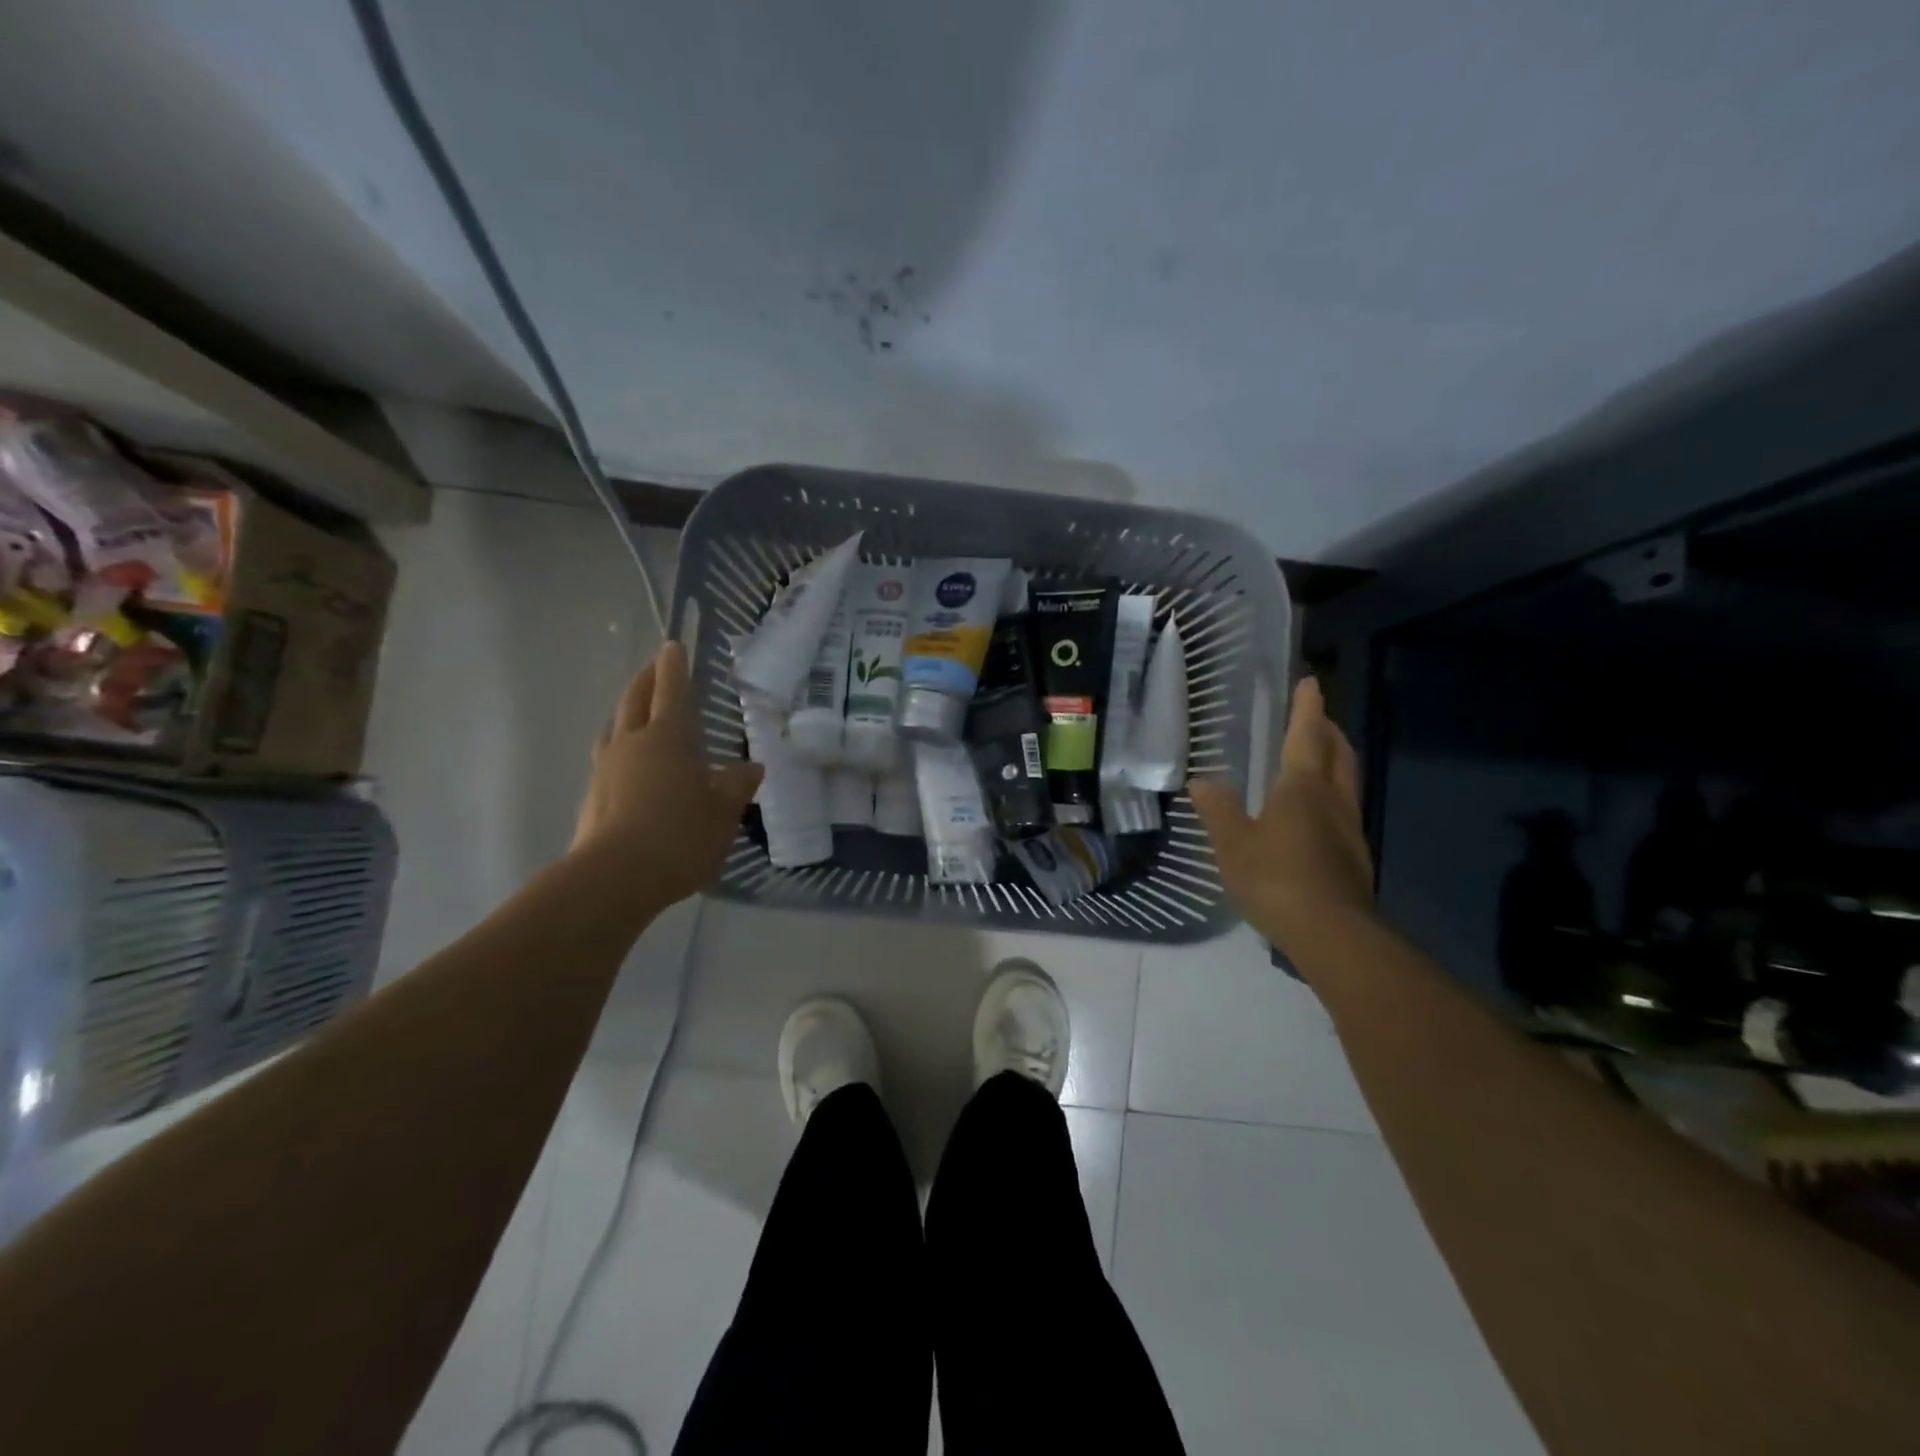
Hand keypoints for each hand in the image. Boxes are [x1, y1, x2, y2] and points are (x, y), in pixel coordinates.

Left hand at [572, 642, 762, 907]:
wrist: (615, 879)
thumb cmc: (679, 834)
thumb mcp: (724, 811)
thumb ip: (737, 785)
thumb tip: (751, 767)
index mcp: (666, 738)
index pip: (671, 690)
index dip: (674, 667)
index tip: (673, 645)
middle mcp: (630, 744)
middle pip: (634, 701)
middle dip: (645, 681)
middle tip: (654, 669)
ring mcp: (605, 770)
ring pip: (614, 729)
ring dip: (627, 715)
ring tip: (638, 717)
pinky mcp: (592, 798)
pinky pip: (608, 761)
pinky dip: (621, 752)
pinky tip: (631, 771)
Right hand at [1189, 677, 1375, 957]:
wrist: (1332, 933)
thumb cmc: (1276, 878)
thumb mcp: (1233, 844)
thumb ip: (1218, 810)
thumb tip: (1202, 781)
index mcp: (1303, 788)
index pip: (1306, 736)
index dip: (1307, 708)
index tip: (1311, 683)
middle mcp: (1333, 800)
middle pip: (1339, 754)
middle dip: (1328, 731)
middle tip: (1316, 718)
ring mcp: (1350, 830)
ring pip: (1347, 782)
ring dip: (1336, 761)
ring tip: (1318, 758)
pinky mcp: (1355, 857)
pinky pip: (1344, 810)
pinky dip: (1333, 795)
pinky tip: (1316, 814)